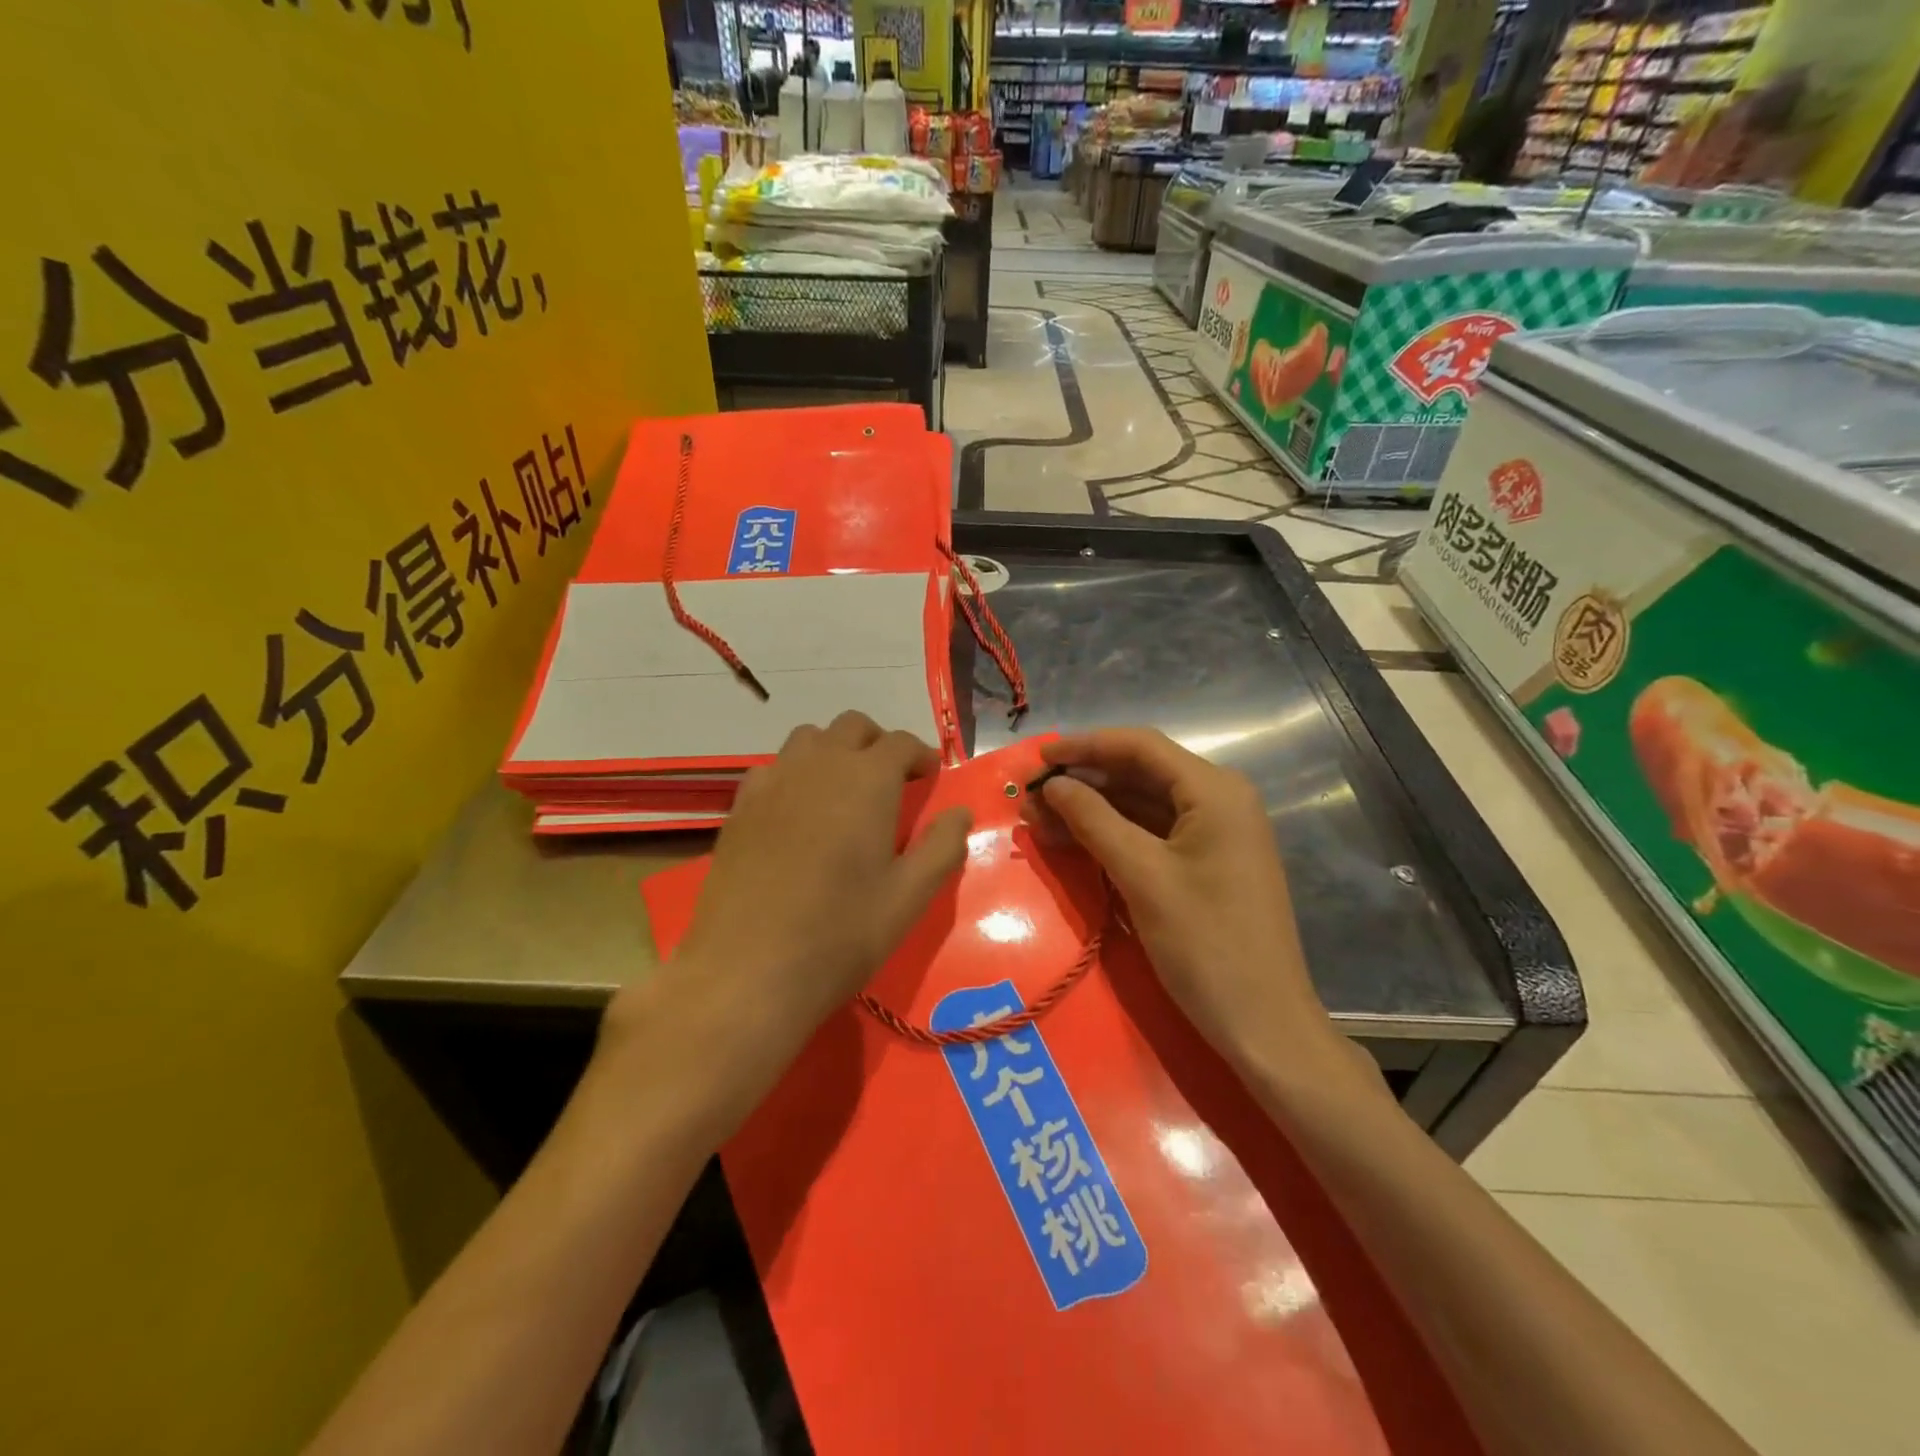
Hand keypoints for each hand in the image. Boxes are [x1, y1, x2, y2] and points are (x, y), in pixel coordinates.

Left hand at [671, 712, 972, 1036]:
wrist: (747, 971)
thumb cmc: (840, 934)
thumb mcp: (908, 898)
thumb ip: (942, 847)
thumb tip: (960, 812)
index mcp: (868, 781)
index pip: (901, 743)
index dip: (921, 755)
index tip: (930, 778)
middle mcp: (819, 765)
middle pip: (853, 727)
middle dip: (879, 744)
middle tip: (892, 781)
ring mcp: (773, 782)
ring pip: (809, 739)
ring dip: (835, 751)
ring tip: (844, 791)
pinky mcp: (740, 807)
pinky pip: (773, 768)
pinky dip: (795, 774)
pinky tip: (797, 812)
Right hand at [1027, 729, 1335, 1071]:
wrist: (1263, 1024)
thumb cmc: (1205, 944)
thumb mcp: (1142, 876)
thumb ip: (1093, 820)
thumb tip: (1052, 784)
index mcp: (1214, 790)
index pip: (1139, 746)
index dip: (1084, 746)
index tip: (1036, 759)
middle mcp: (1219, 800)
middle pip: (1140, 773)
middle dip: (1083, 782)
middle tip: (1029, 797)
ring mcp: (1215, 833)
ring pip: (1142, 805)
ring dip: (1092, 810)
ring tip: (1038, 820)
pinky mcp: (1206, 863)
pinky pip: (1152, 834)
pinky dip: (1112, 835)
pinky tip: (1072, 842)